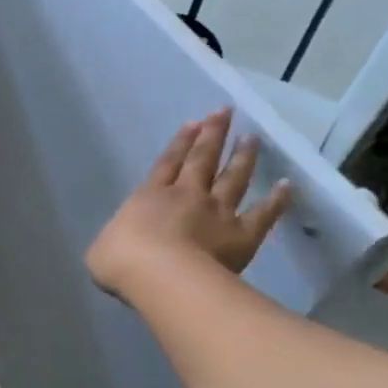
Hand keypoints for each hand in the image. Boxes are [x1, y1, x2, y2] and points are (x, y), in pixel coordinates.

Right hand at [86, 108, 291, 297]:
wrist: (159, 275)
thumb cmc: (121, 261)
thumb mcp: (102, 250)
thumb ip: (114, 242)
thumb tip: (117, 245)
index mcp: (149, 197)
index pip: (167, 163)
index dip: (180, 143)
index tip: (194, 123)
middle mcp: (186, 196)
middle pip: (202, 160)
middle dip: (213, 135)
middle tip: (225, 113)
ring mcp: (217, 212)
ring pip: (233, 178)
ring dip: (243, 157)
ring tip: (252, 138)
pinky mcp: (241, 234)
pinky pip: (263, 214)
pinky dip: (276, 200)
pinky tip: (286, 186)